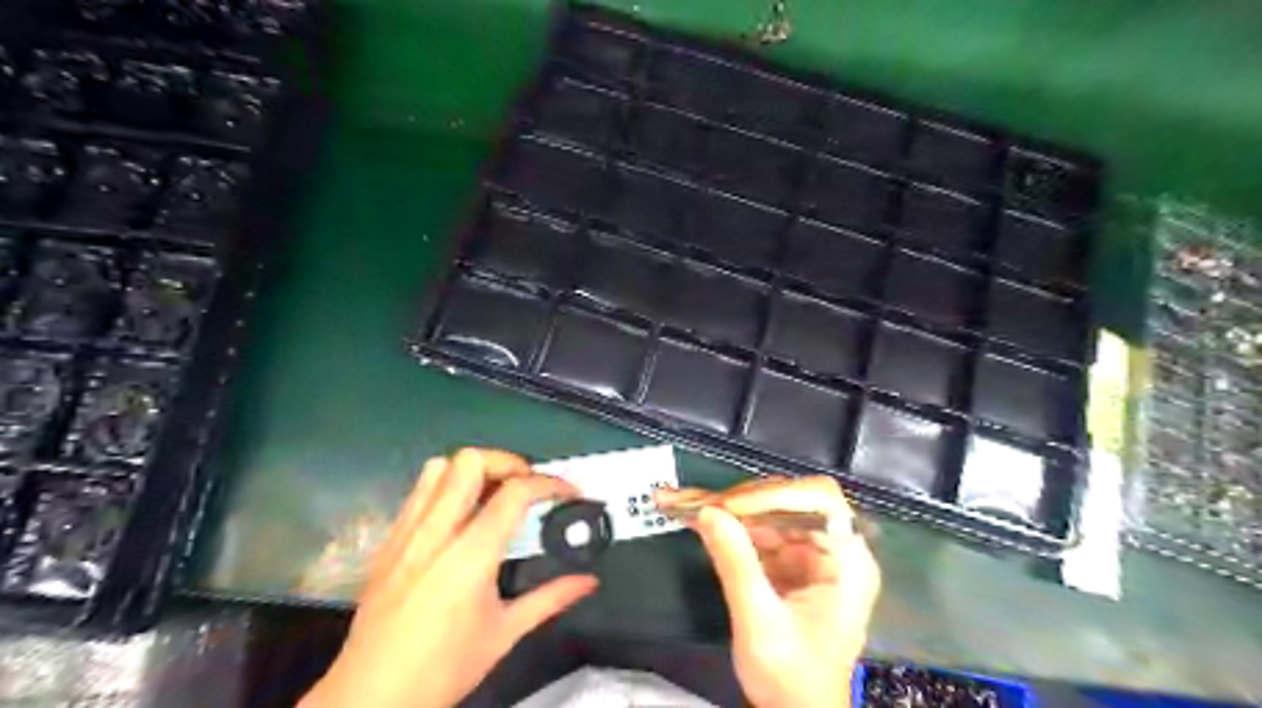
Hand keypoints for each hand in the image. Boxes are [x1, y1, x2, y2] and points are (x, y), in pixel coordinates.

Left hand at [304, 450, 600, 703]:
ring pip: (438, 467)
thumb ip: (551, 598)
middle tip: (527, 486)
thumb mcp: (504, 634)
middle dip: (508, 463)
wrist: (369, 698)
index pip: (515, 492)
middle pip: (471, 461)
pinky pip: (417, 492)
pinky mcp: (388, 541)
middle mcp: (436, 533)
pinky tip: (459, 514)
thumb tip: (588, 581)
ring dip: (472, 469)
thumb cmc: (442, 669)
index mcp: (470, 556)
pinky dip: (446, 487)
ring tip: (493, 493)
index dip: (550, 483)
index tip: (569, 493)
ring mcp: (406, 533)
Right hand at [661, 474, 879, 706]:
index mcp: (846, 562)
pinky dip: (723, 525)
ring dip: (722, 508)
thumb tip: (707, 512)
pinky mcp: (786, 562)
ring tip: (679, 501)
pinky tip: (691, 515)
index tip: (730, 507)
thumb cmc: (792, 680)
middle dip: (737, 501)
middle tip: (691, 501)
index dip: (774, 495)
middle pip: (786, 502)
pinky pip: (754, 532)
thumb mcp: (760, 623)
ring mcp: (807, 554)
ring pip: (764, 513)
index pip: (819, 501)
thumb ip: (736, 564)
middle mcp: (831, 549)